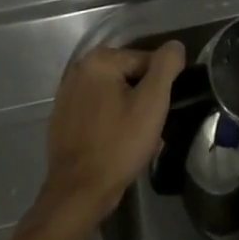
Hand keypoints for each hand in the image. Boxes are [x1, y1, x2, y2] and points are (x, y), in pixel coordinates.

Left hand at [36, 42, 185, 234]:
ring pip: (114, 94)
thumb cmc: (118, 145)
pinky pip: (98, 110)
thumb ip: (166, 66)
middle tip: (151, 129)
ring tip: (136, 140)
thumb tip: (175, 46)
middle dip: (144, 99)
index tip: (160, 113)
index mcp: (100, 60)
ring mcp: (67, 94)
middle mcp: (80, 69)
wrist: (78, 193)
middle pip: (129, 76)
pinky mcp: (63, 117)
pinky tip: (117, 144)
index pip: (146, 61)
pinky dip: (111, 122)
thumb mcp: (152, 102)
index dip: (159, 87)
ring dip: (129, 111)